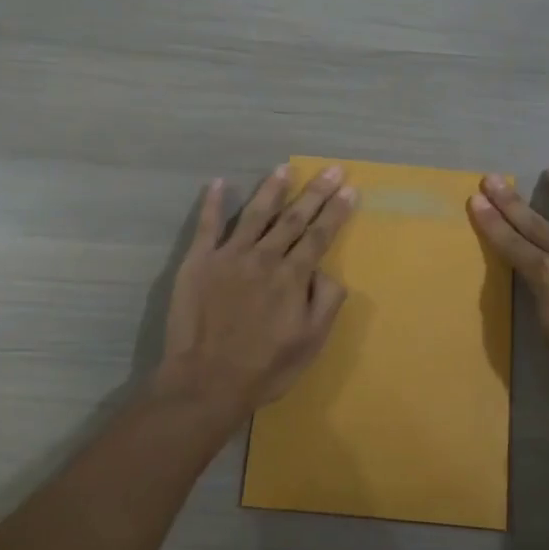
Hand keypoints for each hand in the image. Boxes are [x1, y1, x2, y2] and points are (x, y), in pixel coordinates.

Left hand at [157, 163, 356, 417]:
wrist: (206, 382)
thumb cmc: (265, 368)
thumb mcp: (311, 342)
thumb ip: (326, 301)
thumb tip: (325, 270)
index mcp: (292, 277)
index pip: (319, 236)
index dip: (336, 211)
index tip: (349, 189)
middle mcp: (264, 257)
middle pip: (293, 218)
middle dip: (315, 192)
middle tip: (331, 169)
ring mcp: (229, 256)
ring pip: (255, 213)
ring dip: (272, 189)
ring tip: (285, 168)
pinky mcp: (199, 262)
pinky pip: (206, 225)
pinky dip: (212, 203)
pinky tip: (219, 183)